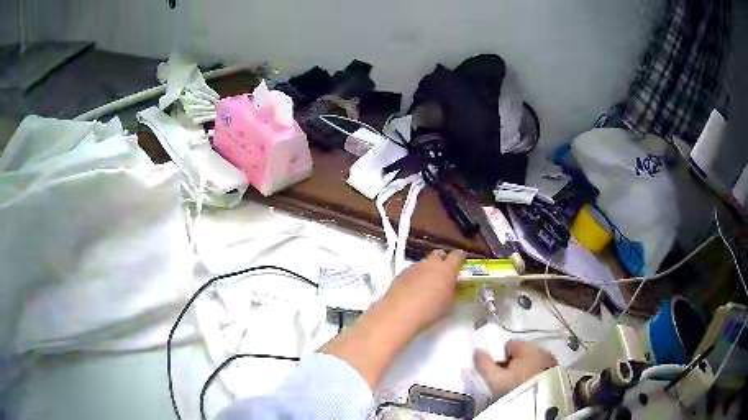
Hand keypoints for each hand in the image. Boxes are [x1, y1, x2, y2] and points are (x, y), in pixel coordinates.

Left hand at [382, 249, 465, 334]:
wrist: (400, 313)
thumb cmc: (430, 310)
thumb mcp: (449, 303)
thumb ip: (453, 290)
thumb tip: (452, 285)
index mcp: (446, 269)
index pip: (457, 255)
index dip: (460, 257)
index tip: (462, 262)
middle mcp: (430, 264)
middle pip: (438, 254)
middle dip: (442, 259)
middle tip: (444, 271)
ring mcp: (413, 267)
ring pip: (424, 263)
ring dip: (427, 270)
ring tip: (427, 284)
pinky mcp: (400, 274)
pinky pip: (412, 271)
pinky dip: (415, 277)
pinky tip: (413, 290)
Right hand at [475, 341, 556, 398]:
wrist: (541, 404)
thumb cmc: (516, 388)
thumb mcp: (495, 379)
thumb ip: (484, 364)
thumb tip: (476, 352)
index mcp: (527, 347)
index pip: (509, 345)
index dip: (500, 356)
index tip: (496, 371)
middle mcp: (542, 350)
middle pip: (522, 353)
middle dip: (513, 363)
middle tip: (505, 379)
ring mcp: (551, 361)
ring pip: (532, 361)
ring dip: (525, 369)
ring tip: (517, 385)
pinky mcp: (556, 372)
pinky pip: (541, 369)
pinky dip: (534, 375)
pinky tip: (529, 386)